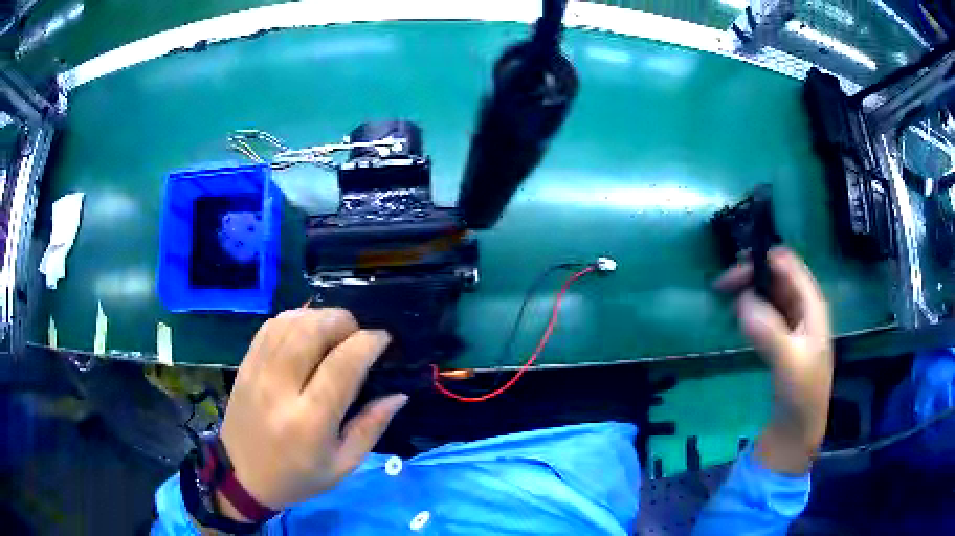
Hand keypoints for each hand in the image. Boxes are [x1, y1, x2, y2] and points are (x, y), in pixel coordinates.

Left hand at [216, 308, 407, 519]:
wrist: (242, 475)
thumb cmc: (297, 477)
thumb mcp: (343, 465)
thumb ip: (371, 427)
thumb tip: (398, 394)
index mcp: (309, 421)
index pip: (342, 365)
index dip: (368, 342)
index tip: (384, 339)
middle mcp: (280, 389)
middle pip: (313, 331)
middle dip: (344, 322)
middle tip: (358, 335)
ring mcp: (258, 372)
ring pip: (291, 322)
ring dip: (320, 317)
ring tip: (335, 332)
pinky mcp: (245, 364)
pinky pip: (270, 326)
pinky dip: (295, 319)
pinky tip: (307, 331)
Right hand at [716, 247, 832, 473]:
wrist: (798, 427)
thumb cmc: (801, 393)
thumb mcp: (788, 363)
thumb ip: (769, 331)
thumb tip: (742, 301)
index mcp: (812, 304)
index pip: (788, 265)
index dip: (763, 260)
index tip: (735, 270)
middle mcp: (803, 306)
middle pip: (776, 274)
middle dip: (750, 274)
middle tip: (721, 286)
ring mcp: (792, 321)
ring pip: (769, 291)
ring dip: (748, 289)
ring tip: (724, 297)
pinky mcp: (782, 336)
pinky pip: (765, 310)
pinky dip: (749, 307)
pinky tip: (736, 316)